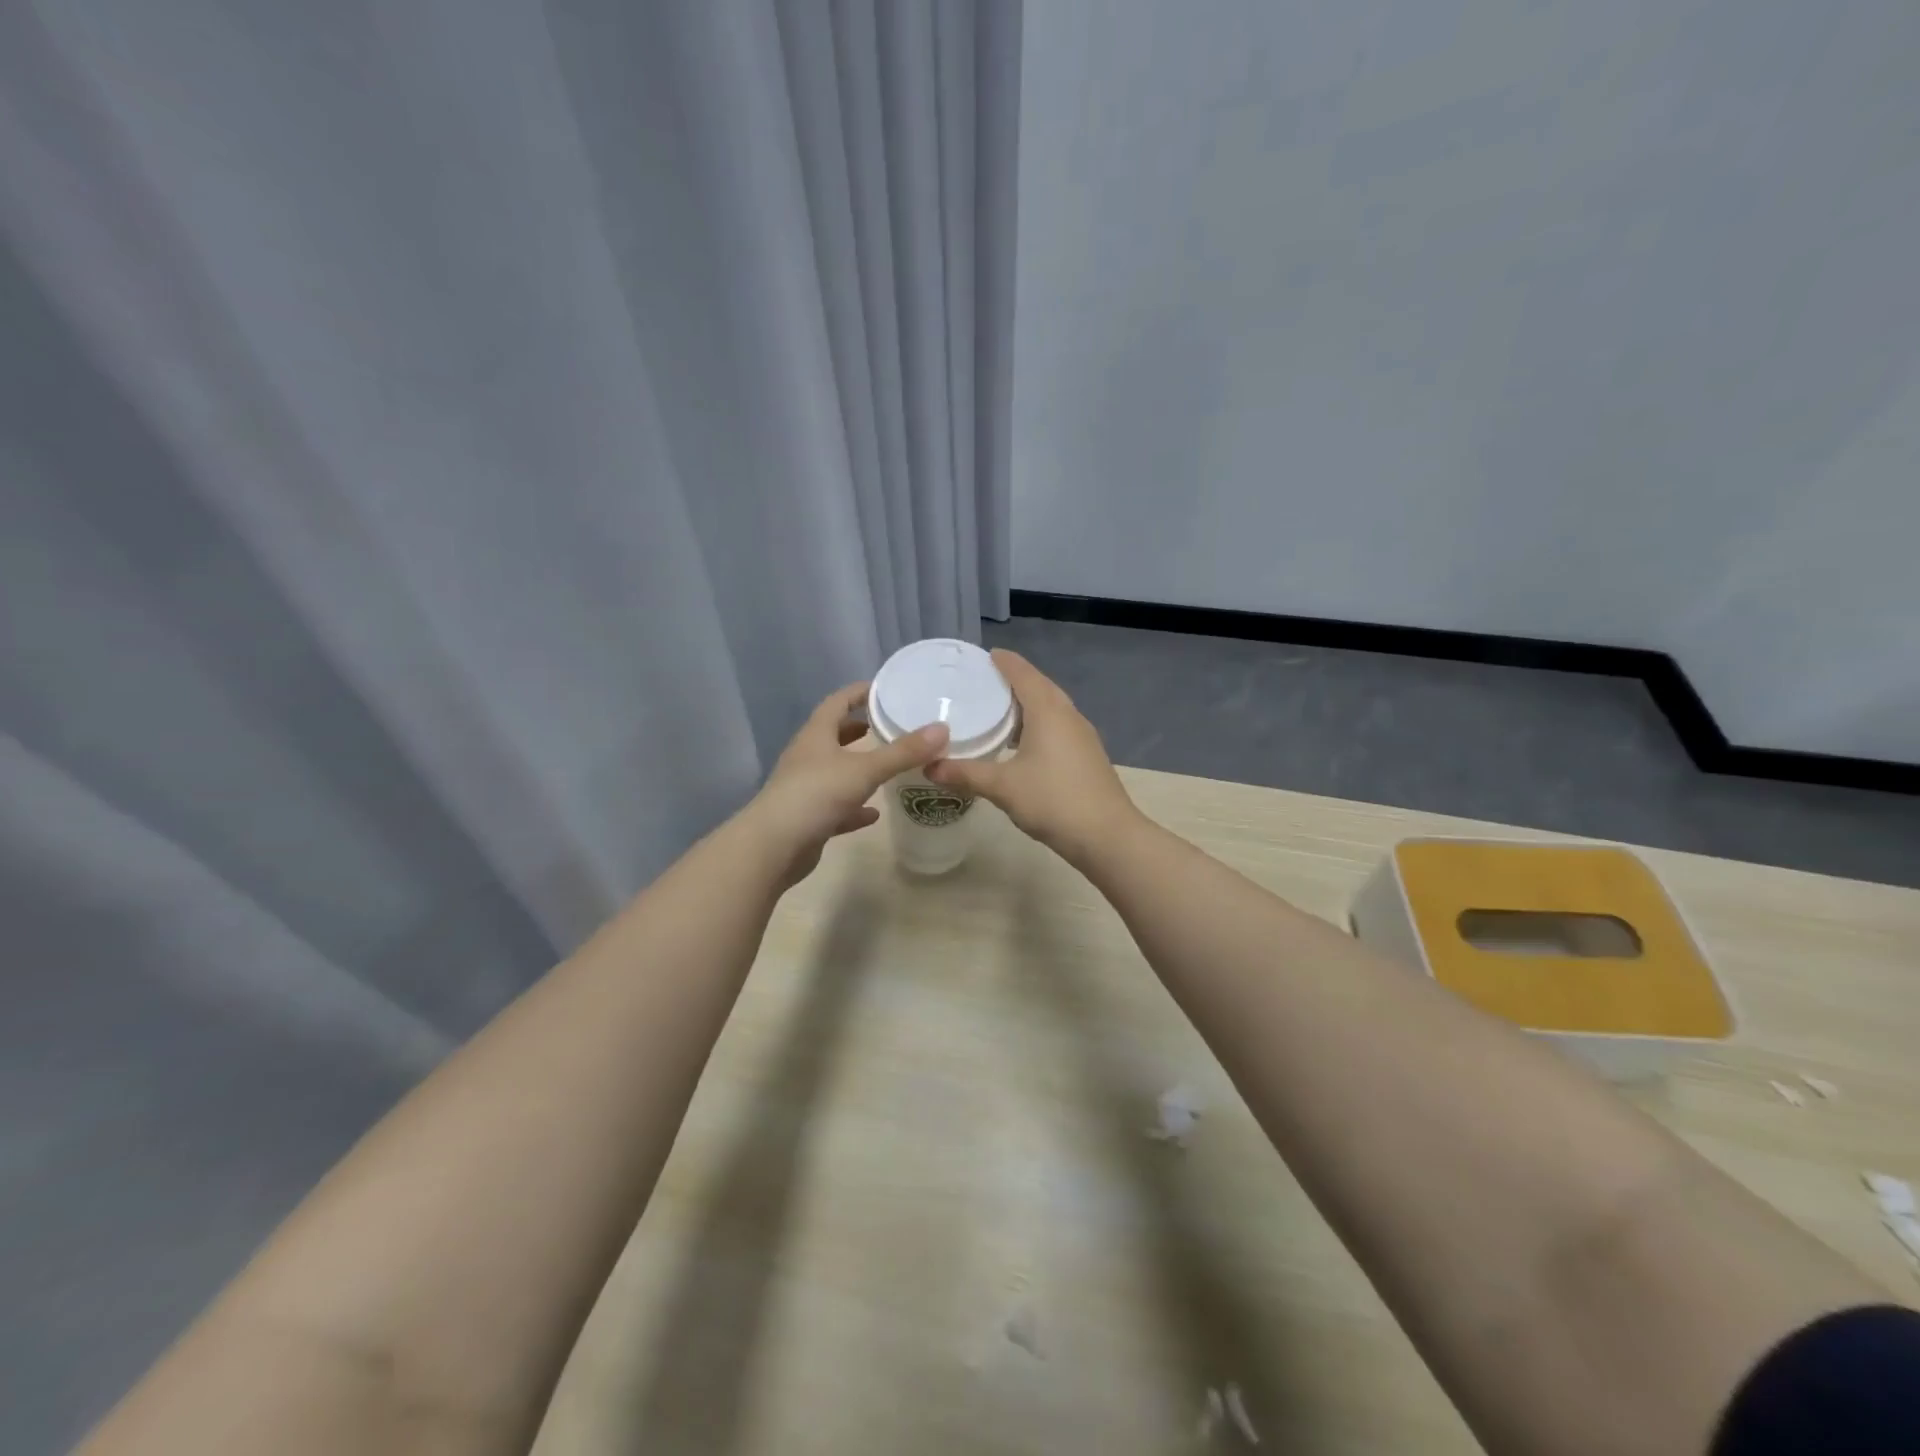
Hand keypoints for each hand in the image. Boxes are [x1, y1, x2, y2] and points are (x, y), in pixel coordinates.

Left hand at [744, 681, 949, 887]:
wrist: (774, 846)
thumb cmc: (816, 795)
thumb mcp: (864, 769)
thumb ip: (903, 752)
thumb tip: (942, 728)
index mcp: (816, 735)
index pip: (838, 702)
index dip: (858, 693)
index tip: (883, 689)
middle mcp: (808, 757)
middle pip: (834, 735)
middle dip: (859, 729)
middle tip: (889, 725)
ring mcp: (805, 788)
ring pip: (836, 771)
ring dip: (858, 767)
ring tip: (887, 765)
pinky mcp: (808, 818)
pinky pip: (837, 806)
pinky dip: (855, 806)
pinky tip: (874, 812)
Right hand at [925, 650, 1138, 861]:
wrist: (1107, 835)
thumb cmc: (1053, 801)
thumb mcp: (1002, 787)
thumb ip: (965, 773)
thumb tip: (929, 766)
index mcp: (1048, 711)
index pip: (1024, 674)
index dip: (1005, 662)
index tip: (986, 655)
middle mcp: (1068, 715)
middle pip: (1040, 687)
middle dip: (1015, 680)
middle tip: (985, 682)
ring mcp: (1082, 736)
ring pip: (1052, 708)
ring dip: (1029, 704)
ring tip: (1000, 711)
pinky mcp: (1088, 755)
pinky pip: (1059, 726)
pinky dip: (1038, 724)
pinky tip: (1023, 743)